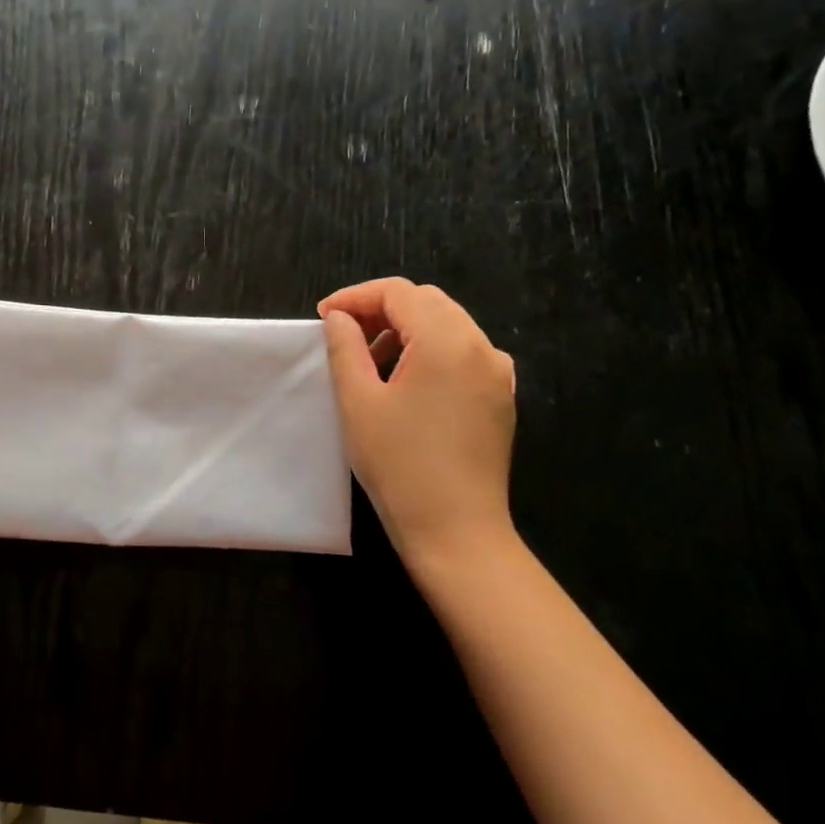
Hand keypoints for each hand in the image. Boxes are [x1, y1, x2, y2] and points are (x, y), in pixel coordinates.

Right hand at [319, 279, 517, 571]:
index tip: (324, 318)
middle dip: (381, 309)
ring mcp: (497, 373)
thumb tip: (340, 318)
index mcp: (446, 341)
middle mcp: (480, 347)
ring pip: (448, 325)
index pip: (398, 292)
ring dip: (406, 329)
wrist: (456, 531)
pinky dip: (431, 351)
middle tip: (343, 335)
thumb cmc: (398, 464)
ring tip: (370, 362)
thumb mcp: (358, 401)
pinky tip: (407, 382)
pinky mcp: (500, 398)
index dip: (356, 297)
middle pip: (427, 302)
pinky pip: (464, 353)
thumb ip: (345, 347)